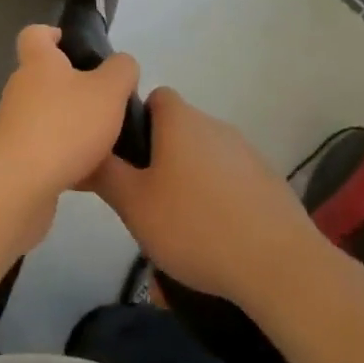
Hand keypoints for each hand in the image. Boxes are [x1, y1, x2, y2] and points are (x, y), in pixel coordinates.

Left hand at [0, 26, 139, 248]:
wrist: (19, 185)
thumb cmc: (65, 126)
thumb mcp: (108, 91)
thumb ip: (121, 70)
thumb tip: (121, 64)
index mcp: (38, 62)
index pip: (35, 34)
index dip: (53, 34)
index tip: (76, 47)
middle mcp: (21, 87)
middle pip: (46, 76)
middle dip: (75, 87)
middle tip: (108, 101)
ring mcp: (14, 124)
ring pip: (48, 115)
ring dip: (73, 124)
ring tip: (107, 140)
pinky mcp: (16, 158)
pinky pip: (46, 149)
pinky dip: (67, 157)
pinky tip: (93, 174)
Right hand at [91, 87, 323, 308]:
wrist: (279, 264)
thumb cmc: (195, 225)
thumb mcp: (133, 204)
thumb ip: (105, 173)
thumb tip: (84, 150)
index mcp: (179, 120)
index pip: (154, 98)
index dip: (138, 121)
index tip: (129, 159)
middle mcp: (213, 124)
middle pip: (178, 130)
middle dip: (162, 159)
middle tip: (148, 201)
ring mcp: (246, 152)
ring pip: (205, 158)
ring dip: (191, 182)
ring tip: (182, 228)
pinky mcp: (269, 182)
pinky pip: (232, 182)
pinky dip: (220, 201)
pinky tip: (217, 239)